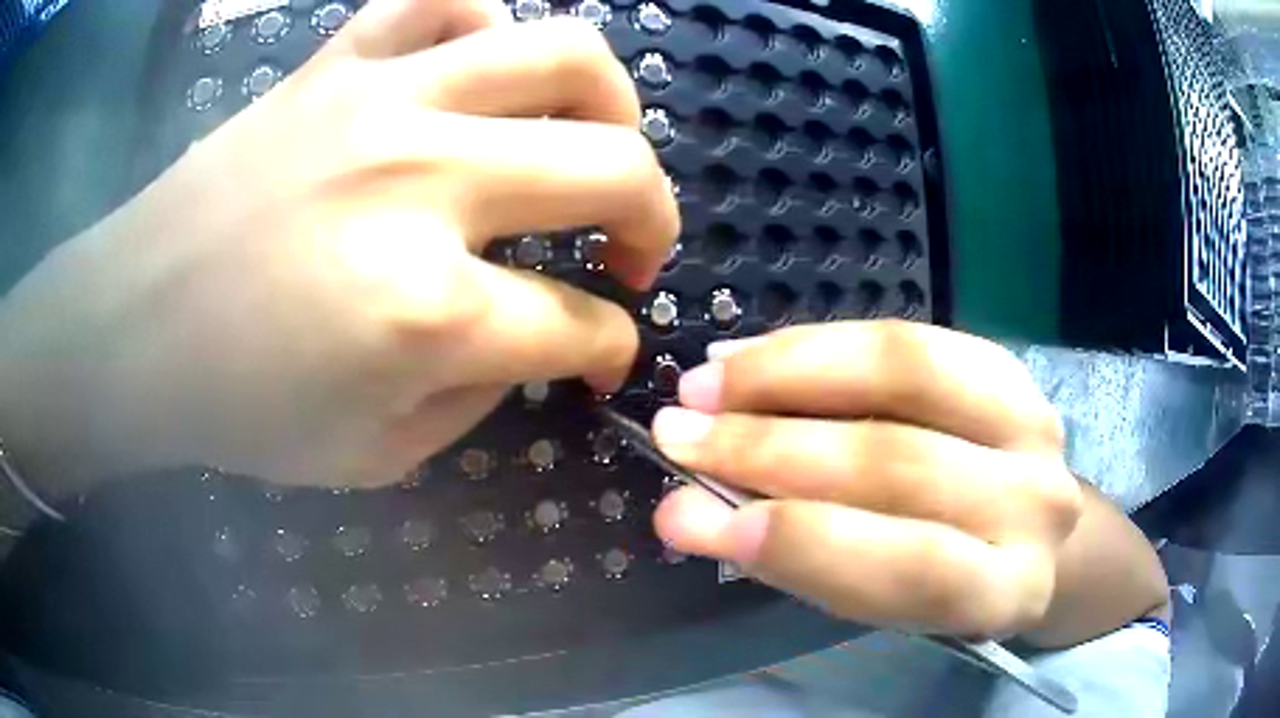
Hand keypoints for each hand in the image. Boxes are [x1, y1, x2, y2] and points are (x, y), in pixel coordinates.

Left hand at [0, 0, 677, 491]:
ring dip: (611, 102)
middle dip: (654, 223)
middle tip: (631, 252)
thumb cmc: (236, 409)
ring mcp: (381, 100)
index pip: (577, 326)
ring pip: (560, 53)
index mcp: (426, 313)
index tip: (602, 356)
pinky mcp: (337, 62)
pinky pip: (445, 0)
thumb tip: (532, 337)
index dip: (609, 349)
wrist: (133, 327)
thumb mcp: (373, 455)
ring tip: (597, 139)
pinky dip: (488, 25)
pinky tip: (481, 72)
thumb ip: (476, 396)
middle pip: (613, 169)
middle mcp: (422, 182)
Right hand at [650, 322, 1081, 638]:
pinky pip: (909, 338)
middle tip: (677, 433)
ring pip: (906, 374)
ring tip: (707, 381)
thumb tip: (686, 513)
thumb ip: (799, 561)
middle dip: (770, 447)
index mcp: (1006, 590)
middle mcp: (1036, 503)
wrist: (1025, 528)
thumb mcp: (881, 601)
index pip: (915, 568)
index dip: (806, 542)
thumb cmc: (947, 579)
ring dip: (789, 374)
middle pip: (901, 463)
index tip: (696, 514)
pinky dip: (823, 344)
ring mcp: (1034, 422)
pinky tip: (757, 354)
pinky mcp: (1010, 367)